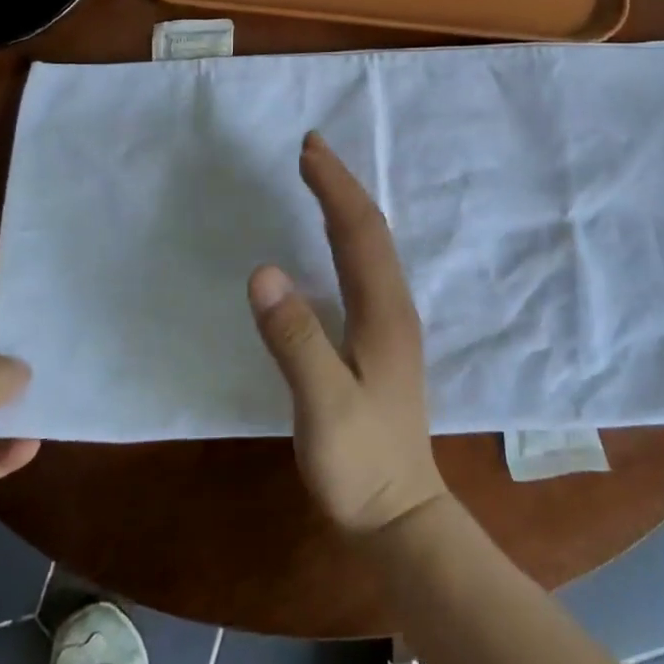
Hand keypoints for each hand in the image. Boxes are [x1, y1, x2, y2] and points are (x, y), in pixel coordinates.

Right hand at [249, 132, 447, 535]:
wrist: (400, 514)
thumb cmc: (360, 463)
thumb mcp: (323, 405)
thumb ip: (295, 340)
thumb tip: (262, 272)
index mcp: (383, 311)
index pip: (358, 231)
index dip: (334, 186)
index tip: (309, 148)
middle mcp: (394, 306)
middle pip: (370, 229)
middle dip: (341, 185)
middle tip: (311, 150)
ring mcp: (392, 322)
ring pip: (372, 246)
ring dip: (346, 206)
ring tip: (320, 179)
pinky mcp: (383, 339)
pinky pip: (366, 266)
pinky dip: (348, 236)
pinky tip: (334, 241)